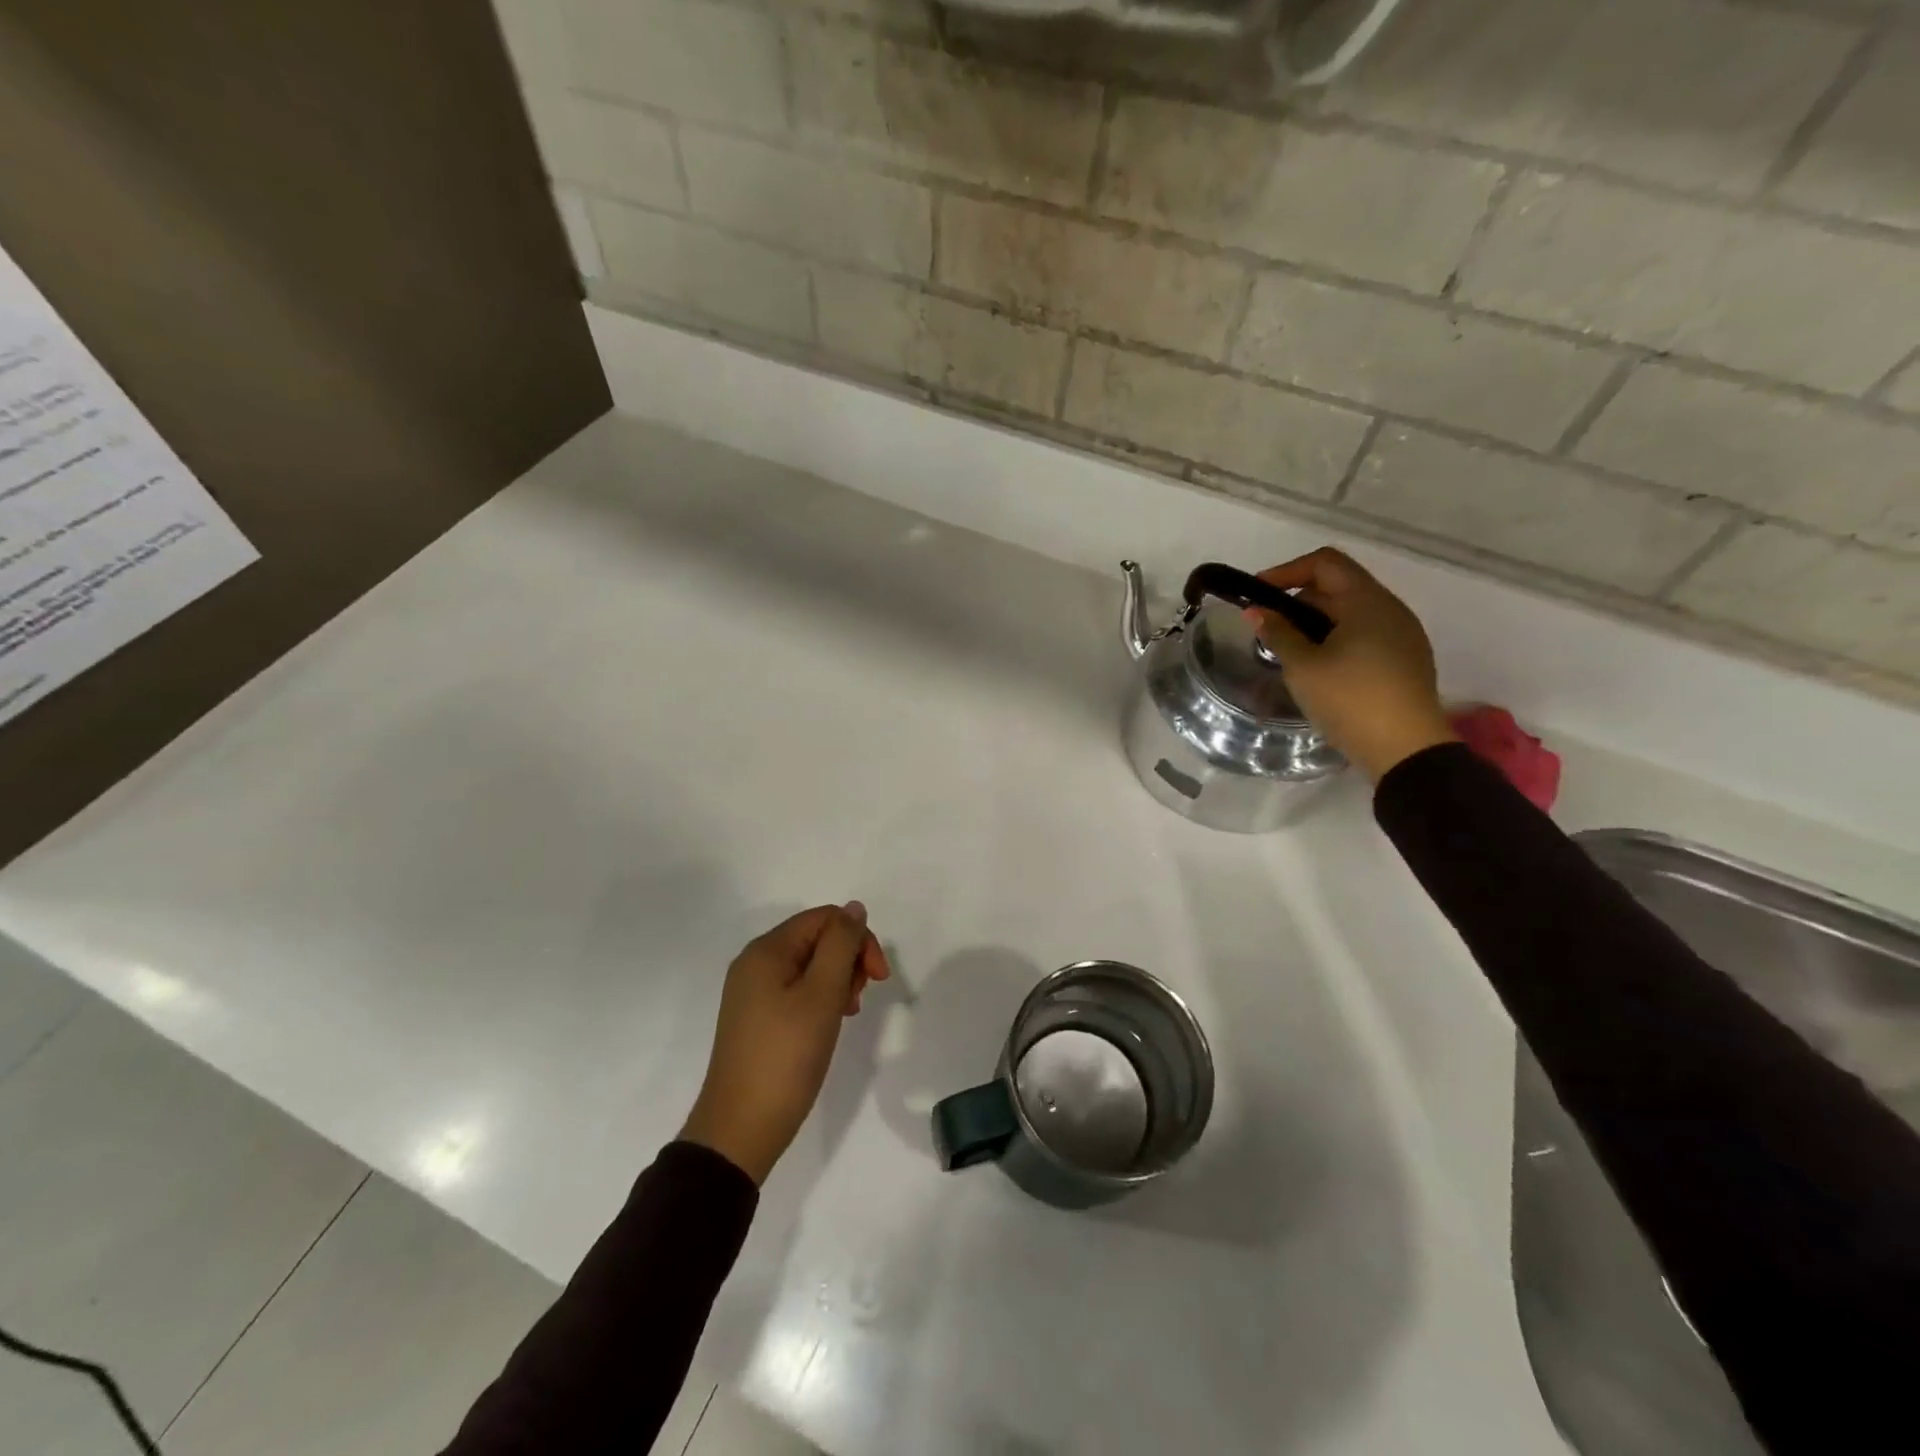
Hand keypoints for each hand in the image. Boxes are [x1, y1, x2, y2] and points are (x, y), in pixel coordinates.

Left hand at [679, 903, 891, 1184]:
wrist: (741, 1129)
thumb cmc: (786, 1057)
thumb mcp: (822, 995)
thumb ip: (841, 945)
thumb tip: (854, 909)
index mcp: (767, 950)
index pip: (825, 918)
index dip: (858, 939)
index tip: (878, 978)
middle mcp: (755, 962)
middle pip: (817, 938)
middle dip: (848, 960)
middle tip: (858, 999)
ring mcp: (753, 991)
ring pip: (810, 965)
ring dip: (837, 981)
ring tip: (846, 1014)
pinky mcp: (756, 1017)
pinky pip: (796, 989)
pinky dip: (820, 999)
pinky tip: (828, 1024)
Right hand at [1247, 547, 1456, 781]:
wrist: (1406, 750)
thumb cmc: (1350, 699)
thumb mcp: (1303, 666)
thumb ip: (1278, 633)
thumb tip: (1257, 611)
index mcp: (1367, 601)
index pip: (1324, 563)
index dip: (1286, 572)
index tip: (1257, 595)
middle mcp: (1390, 608)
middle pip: (1338, 586)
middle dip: (1298, 600)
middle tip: (1268, 628)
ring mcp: (1402, 634)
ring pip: (1351, 612)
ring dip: (1316, 622)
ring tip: (1289, 650)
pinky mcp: (1405, 659)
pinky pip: (1365, 634)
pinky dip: (1336, 638)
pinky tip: (1319, 668)